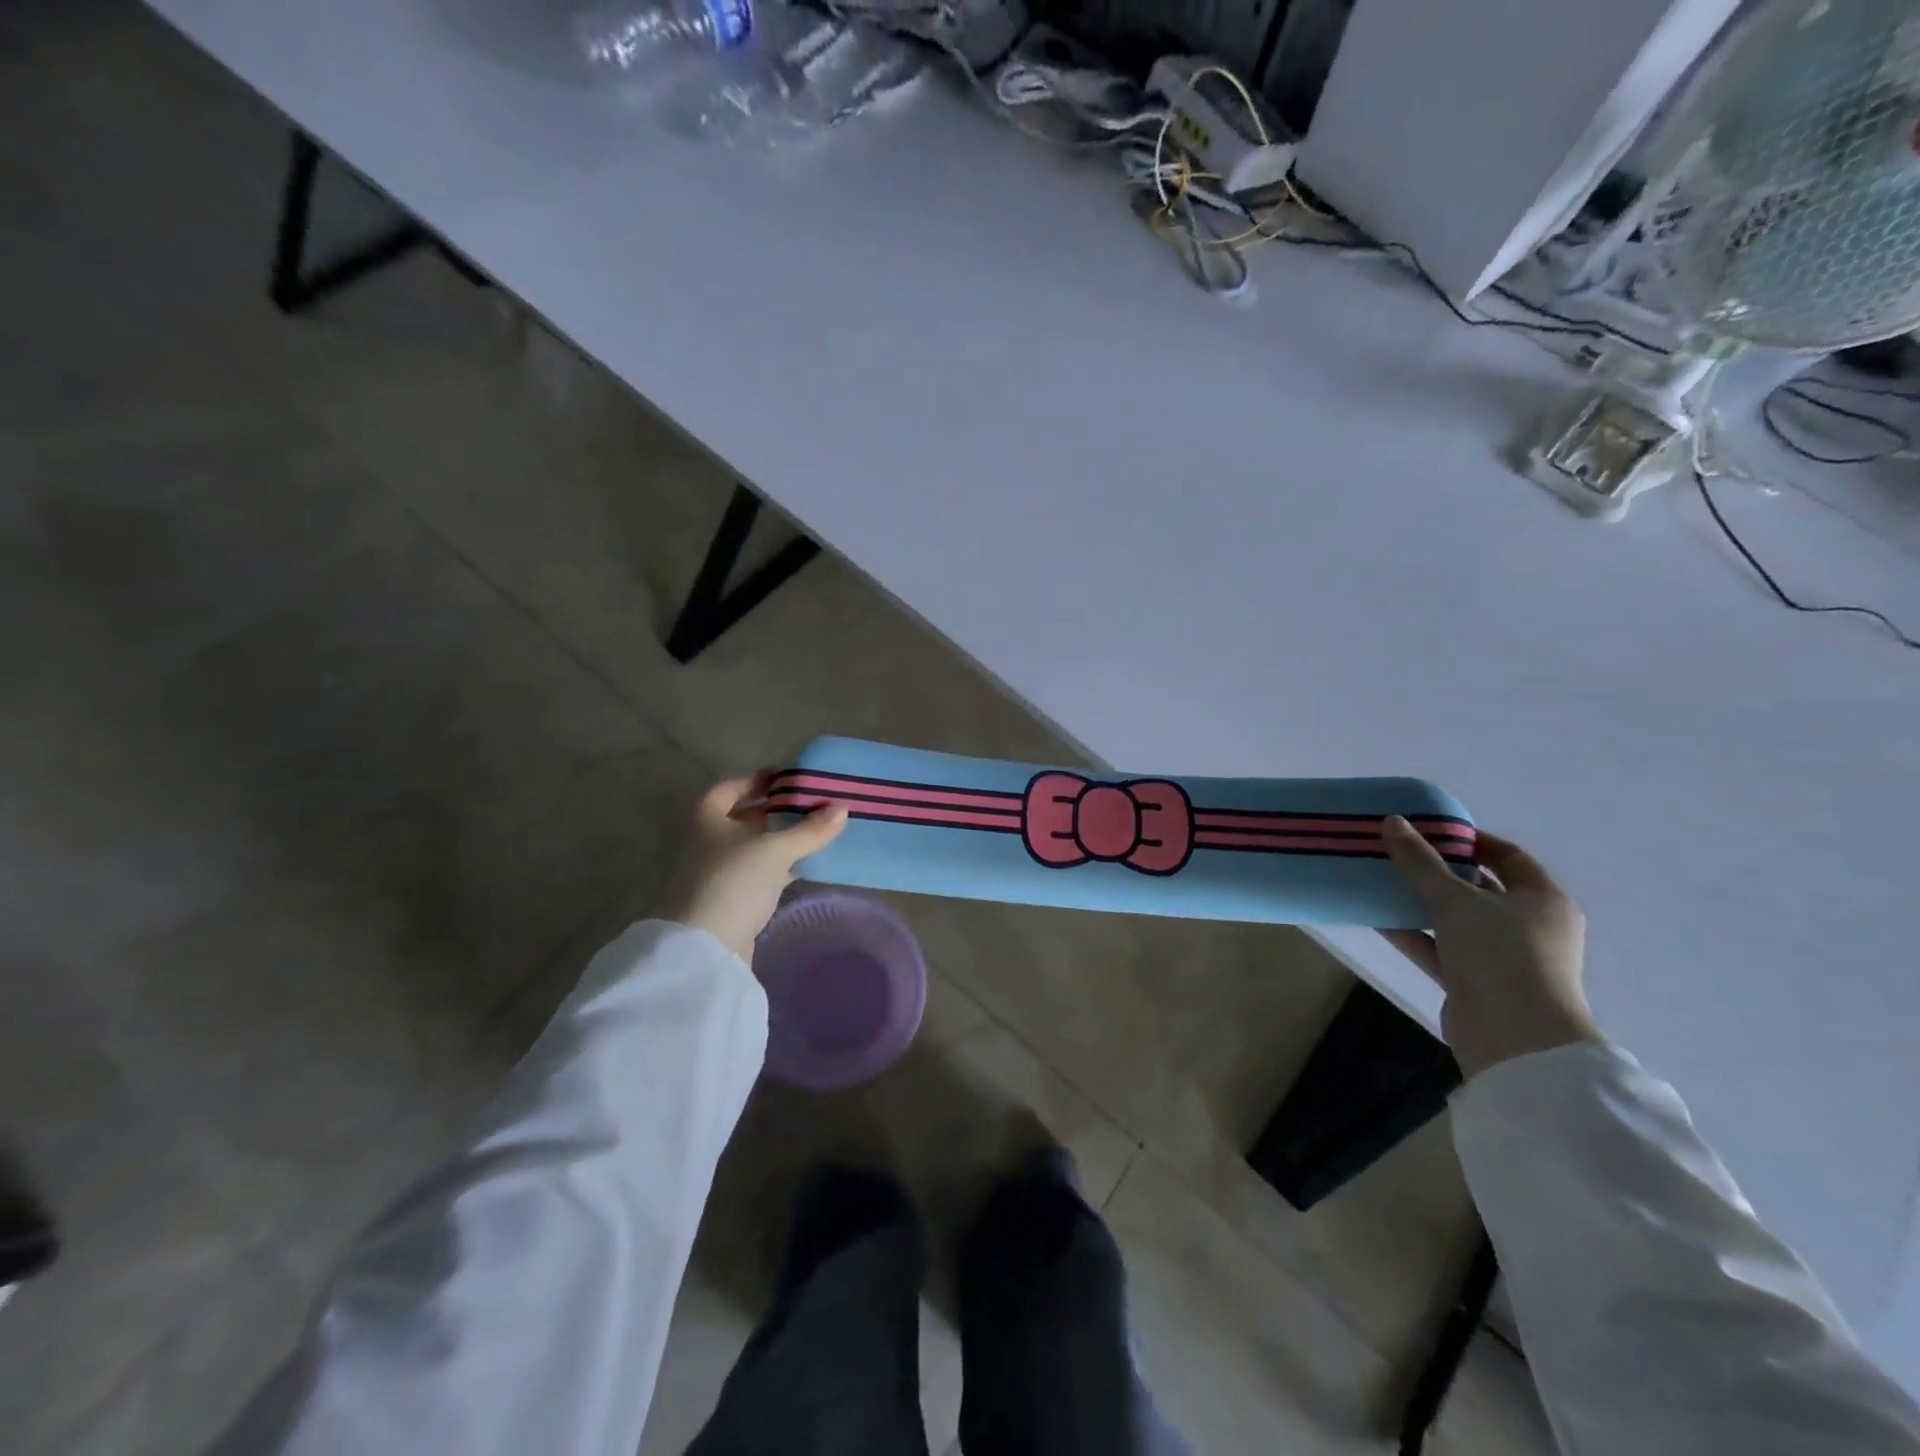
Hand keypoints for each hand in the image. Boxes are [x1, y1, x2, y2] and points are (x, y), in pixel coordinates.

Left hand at [657, 773, 848, 964]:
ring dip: (778, 842)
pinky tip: (802, 869)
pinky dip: (777, 869)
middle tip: (808, 806)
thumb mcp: (776, 850)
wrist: (705, 948)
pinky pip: (756, 876)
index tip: (785, 779)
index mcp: (707, 819)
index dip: (754, 781)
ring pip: (751, 849)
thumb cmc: (734, 882)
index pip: (728, 789)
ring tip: (813, 834)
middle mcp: (706, 843)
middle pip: (741, 819)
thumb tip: (842, 808)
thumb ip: (809, 830)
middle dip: (773, 812)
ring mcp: (715, 875)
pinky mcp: (728, 902)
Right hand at [1379, 817, 1600, 1079]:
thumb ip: (1420, 862)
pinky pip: (1439, 948)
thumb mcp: (1455, 900)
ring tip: (1381, 880)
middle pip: (1480, 888)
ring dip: (1420, 903)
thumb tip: (1392, 822)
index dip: (1471, 840)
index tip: (1430, 829)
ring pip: (1456, 920)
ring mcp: (1502, 957)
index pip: (1508, 857)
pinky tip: (1377, 917)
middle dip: (1439, 871)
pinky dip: (1413, 933)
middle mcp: (1529, 926)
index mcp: (1542, 900)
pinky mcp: (1475, 982)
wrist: (1514, 1038)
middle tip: (1399, 853)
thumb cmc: (1500, 954)